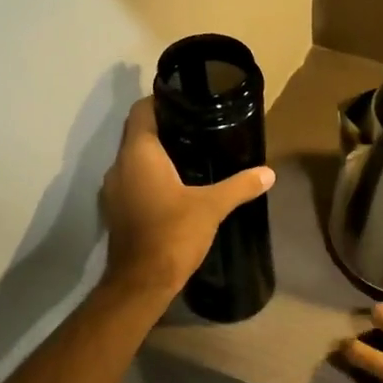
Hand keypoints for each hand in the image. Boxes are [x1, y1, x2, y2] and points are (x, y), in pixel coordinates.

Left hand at [99, 97, 274, 303]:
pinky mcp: (116, 210)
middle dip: (165, 128)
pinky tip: (176, 186)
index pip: (142, 111)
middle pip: (138, 134)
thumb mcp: (212, 207)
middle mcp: (119, 166)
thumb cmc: (173, 234)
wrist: (141, 282)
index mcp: (138, 154)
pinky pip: (133, 181)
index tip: (187, 100)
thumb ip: (240, 186)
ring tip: (191, 154)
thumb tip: (268, 173)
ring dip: (157, 155)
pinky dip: (150, 177)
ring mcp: (113, 190)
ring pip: (134, 159)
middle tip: (197, 126)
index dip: (161, 100)